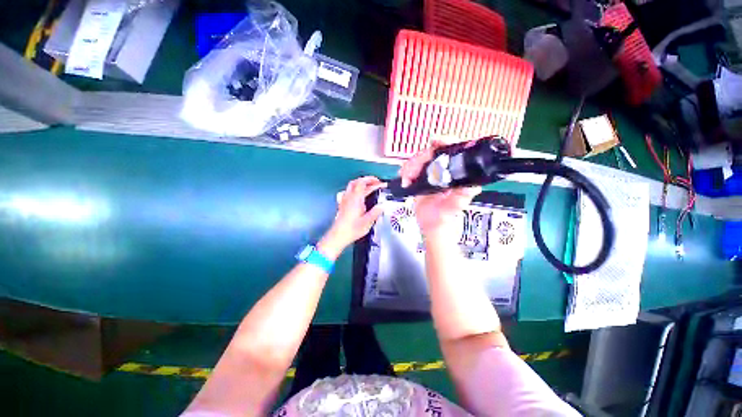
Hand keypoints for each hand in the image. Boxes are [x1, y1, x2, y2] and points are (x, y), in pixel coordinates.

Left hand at [319, 176, 385, 258]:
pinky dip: (355, 189)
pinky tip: (358, 195)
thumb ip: (376, 212)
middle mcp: (349, 197)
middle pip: (356, 182)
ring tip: (369, 186)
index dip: (372, 180)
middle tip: (375, 182)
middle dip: (367, 180)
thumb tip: (382, 206)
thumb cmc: (352, 229)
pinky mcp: (342, 204)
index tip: (380, 183)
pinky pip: (348, 191)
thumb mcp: (368, 221)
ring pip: (351, 186)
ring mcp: (344, 200)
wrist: (338, 235)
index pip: (363, 183)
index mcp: (356, 198)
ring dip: (361, 183)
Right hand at [398, 141, 480, 237]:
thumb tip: (472, 185)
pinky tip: (404, 178)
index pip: (455, 150)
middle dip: (420, 159)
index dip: (446, 141)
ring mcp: (433, 173)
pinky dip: (406, 171)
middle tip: (412, 172)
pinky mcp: (422, 177)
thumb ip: (461, 198)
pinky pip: (412, 167)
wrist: (431, 225)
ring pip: (420, 158)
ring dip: (410, 166)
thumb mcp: (454, 208)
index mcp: (458, 174)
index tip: (435, 141)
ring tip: (407, 178)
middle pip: (433, 152)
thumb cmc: (444, 218)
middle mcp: (446, 170)